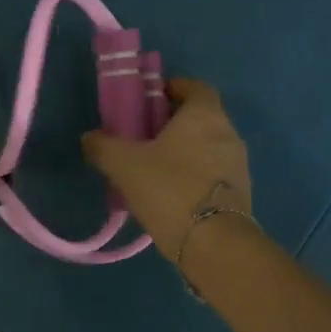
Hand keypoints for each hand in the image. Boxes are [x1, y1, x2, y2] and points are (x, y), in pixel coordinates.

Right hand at [81, 78, 251, 261]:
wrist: (214, 244)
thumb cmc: (170, 189)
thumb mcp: (124, 165)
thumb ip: (103, 146)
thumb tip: (90, 138)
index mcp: (204, 115)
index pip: (195, 87)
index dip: (172, 88)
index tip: (149, 99)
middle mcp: (228, 133)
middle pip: (200, 117)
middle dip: (173, 122)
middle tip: (143, 135)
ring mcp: (238, 164)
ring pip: (207, 146)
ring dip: (184, 150)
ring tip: (153, 167)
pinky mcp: (240, 193)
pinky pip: (213, 172)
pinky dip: (193, 174)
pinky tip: (170, 192)